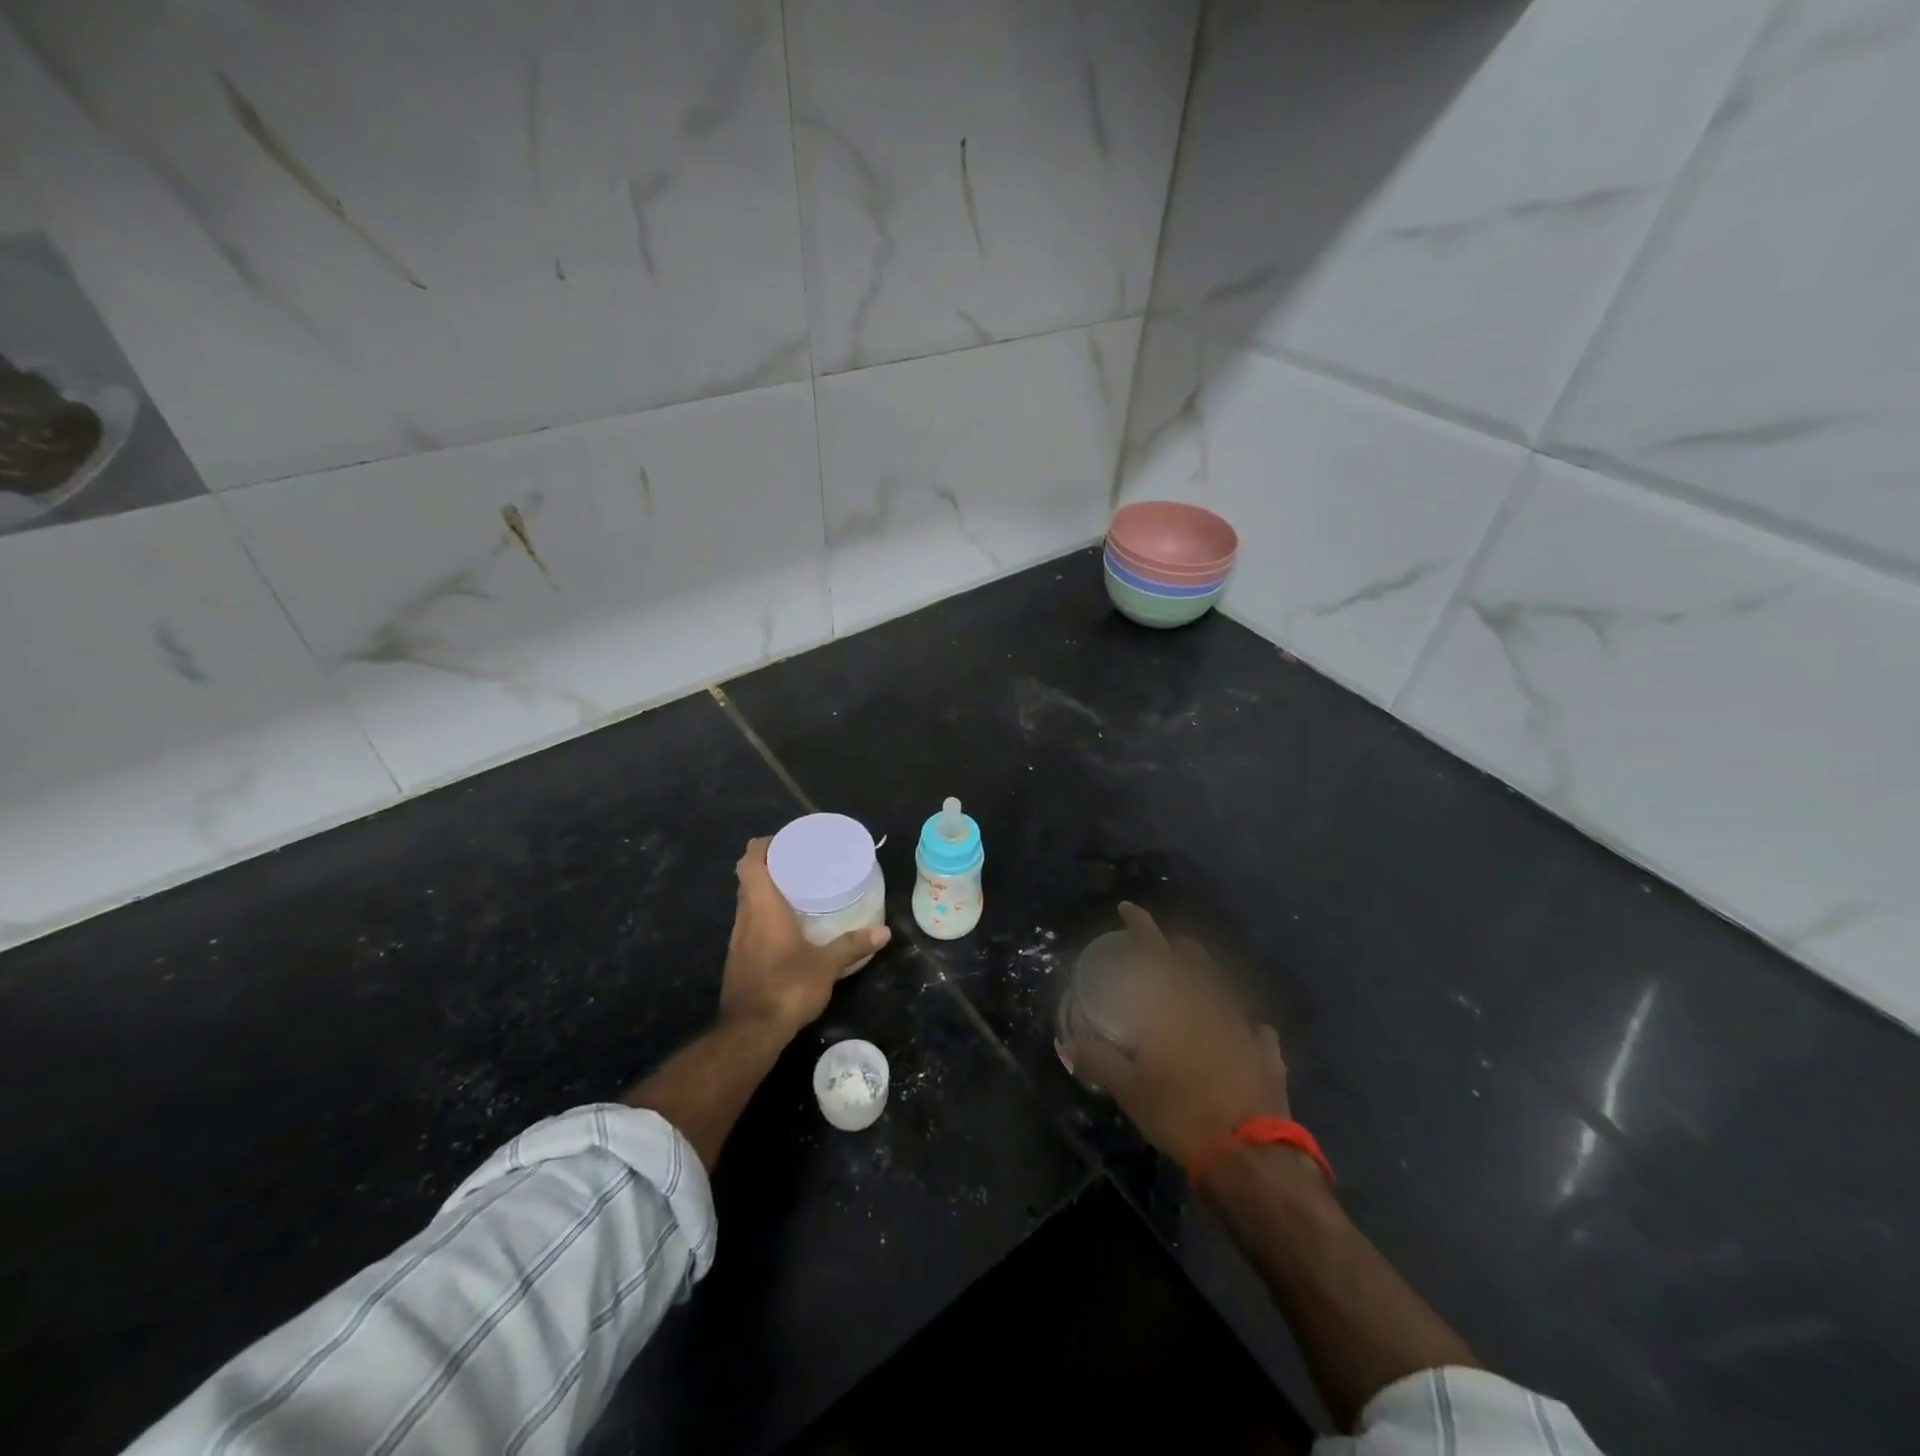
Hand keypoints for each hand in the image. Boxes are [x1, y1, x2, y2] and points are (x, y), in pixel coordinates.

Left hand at [719, 837, 889, 1032]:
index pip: (749, 862)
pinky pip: (750, 924)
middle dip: (770, 865)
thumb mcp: (827, 965)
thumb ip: (852, 945)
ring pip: (748, 902)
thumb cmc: (787, 987)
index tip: (786, 842)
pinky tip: (788, 927)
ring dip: (767, 891)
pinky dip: (765, 915)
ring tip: (798, 890)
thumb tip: (885, 932)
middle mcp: (744, 918)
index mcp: (762, 907)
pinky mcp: (738, 959)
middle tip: (800, 863)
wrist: (750, 1033)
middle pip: (747, 879)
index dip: (763, 845)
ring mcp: (738, 940)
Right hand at [1060, 903, 1289, 1168]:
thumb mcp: (1129, 1090)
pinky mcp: (1266, 1058)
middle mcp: (1210, 1008)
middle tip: (1168, 944)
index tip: (1128, 907)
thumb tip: (1068, 1044)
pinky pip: (1259, 1036)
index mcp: (1175, 1008)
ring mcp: (1243, 1031)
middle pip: (1195, 966)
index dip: (1141, 927)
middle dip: (1179, 949)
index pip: (1154, 954)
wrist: (1248, 1153)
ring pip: (1225, 991)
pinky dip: (1252, 1030)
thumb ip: (1099, 1061)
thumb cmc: (1180, 1112)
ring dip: (1210, 978)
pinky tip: (1255, 1031)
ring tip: (1200, 974)